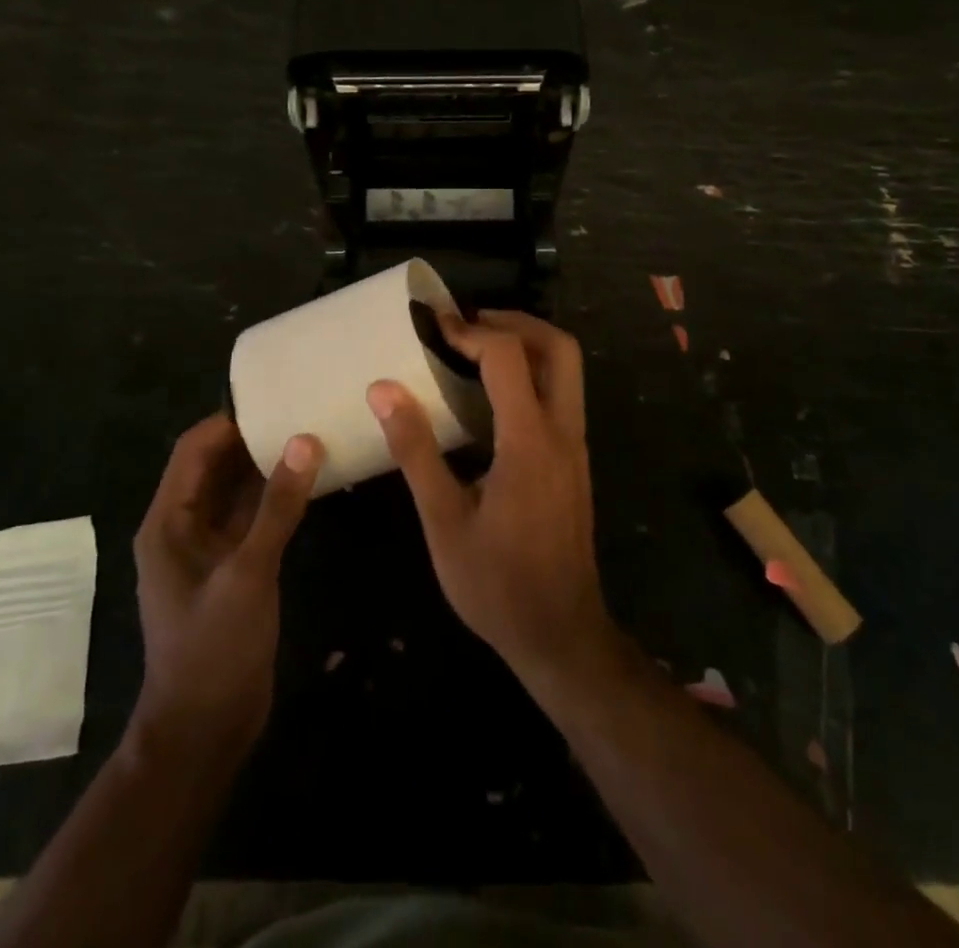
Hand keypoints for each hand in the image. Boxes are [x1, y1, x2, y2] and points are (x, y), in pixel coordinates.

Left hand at [131, 414, 322, 755]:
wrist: (205, 729)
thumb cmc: (213, 649)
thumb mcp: (247, 573)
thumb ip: (277, 507)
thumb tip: (305, 441)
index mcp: (168, 522)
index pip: (193, 450)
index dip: (228, 421)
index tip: (274, 398)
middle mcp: (183, 527)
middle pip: (215, 466)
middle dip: (252, 438)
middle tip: (301, 410)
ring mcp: (209, 549)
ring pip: (236, 491)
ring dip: (267, 466)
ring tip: (311, 434)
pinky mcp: (232, 567)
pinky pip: (253, 518)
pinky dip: (276, 497)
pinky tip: (311, 482)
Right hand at [368, 311, 613, 680]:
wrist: (561, 635)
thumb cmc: (496, 584)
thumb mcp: (443, 521)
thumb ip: (415, 451)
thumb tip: (383, 390)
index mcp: (530, 441)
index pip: (509, 356)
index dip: (471, 331)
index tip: (434, 327)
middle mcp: (563, 432)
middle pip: (559, 348)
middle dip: (516, 323)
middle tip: (467, 325)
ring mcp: (575, 446)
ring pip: (567, 370)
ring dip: (527, 345)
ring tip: (474, 349)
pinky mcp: (574, 461)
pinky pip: (561, 396)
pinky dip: (531, 375)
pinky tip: (490, 397)